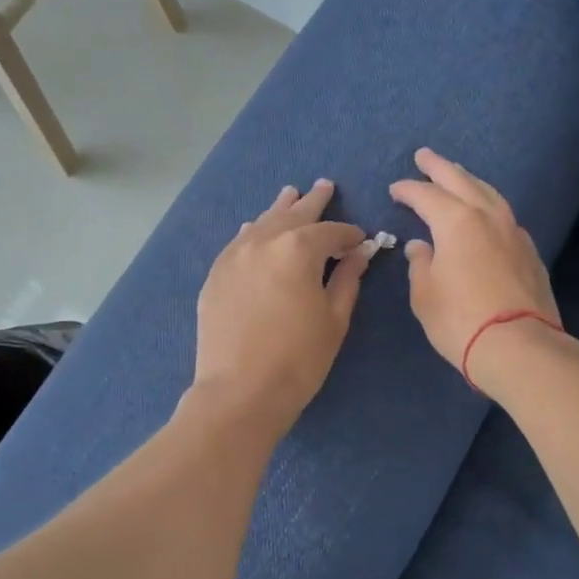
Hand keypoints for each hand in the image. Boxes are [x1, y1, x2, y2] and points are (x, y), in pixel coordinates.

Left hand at [190, 180, 370, 434]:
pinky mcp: (216, 275)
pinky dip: (252, 231)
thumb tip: (360, 254)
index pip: (331, 232)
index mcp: (298, 249)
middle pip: (293, 215)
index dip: (350, 235)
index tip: (362, 240)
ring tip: (291, 194)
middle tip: (324, 186)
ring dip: (280, 209)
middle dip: (313, 202)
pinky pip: (238, 242)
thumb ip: (347, 280)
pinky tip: (254, 227)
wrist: (240, 392)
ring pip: (261, 222)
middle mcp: (263, 241)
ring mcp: (234, 256)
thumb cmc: (298, 359)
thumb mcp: (334, 319)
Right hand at [389, 148, 565, 390]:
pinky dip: (489, 206)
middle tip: (424, 156)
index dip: (408, 190)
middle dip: (440, 167)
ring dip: (469, 181)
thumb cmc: (460, 319)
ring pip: (489, 194)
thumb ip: (421, 264)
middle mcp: (488, 218)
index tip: (395, 189)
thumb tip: (421, 246)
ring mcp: (514, 232)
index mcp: (457, 222)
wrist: (518, 346)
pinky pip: (505, 216)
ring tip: (457, 176)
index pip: (427, 196)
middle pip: (462, 181)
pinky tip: (485, 214)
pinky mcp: (530, 252)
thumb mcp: (425, 294)